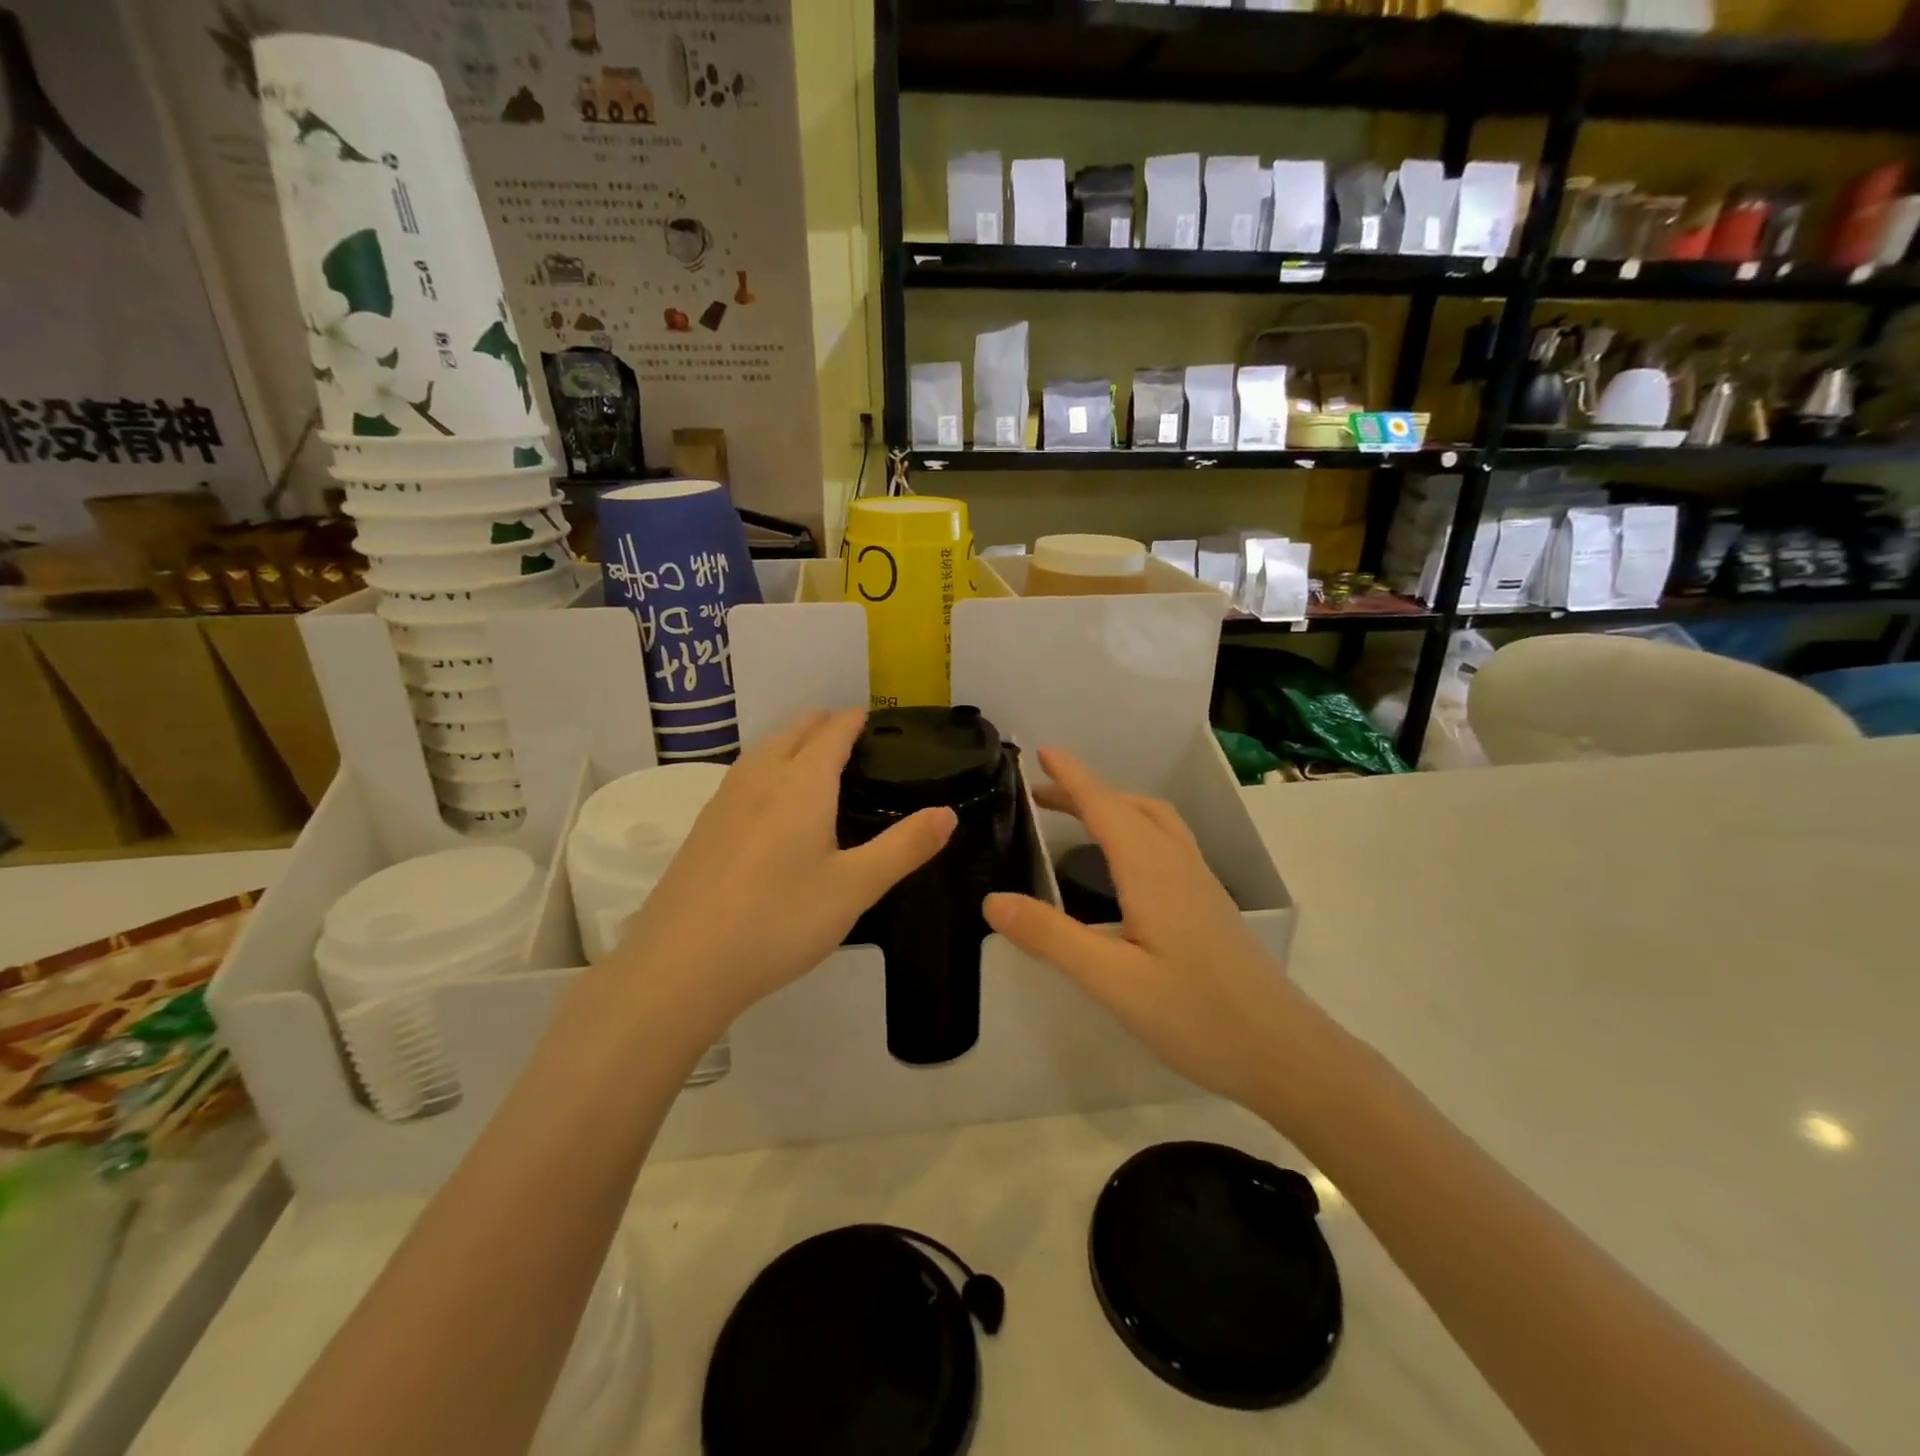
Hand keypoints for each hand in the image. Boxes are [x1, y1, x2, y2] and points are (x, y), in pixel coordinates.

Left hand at [605, 710, 955, 1037]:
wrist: (681, 965)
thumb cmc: (779, 921)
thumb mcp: (855, 888)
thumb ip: (904, 848)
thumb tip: (947, 814)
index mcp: (801, 784)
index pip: (832, 732)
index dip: (853, 719)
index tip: (870, 717)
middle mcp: (760, 778)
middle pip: (793, 730)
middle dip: (822, 723)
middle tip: (849, 735)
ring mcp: (724, 800)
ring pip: (763, 750)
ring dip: (791, 741)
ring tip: (813, 759)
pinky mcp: (702, 827)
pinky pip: (743, 775)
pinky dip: (767, 768)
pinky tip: (769, 804)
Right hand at [984, 748, 1317, 1109]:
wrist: (1284, 1052)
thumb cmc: (1196, 1015)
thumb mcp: (1112, 981)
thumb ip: (1052, 938)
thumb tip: (992, 900)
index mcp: (1151, 871)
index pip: (1105, 807)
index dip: (1072, 777)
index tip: (1043, 751)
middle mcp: (1178, 864)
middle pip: (1131, 807)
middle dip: (1087, 791)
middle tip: (1043, 793)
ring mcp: (1200, 884)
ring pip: (1155, 822)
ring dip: (1114, 807)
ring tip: (1078, 817)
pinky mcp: (1209, 905)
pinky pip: (1166, 843)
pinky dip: (1135, 829)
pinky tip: (1123, 865)